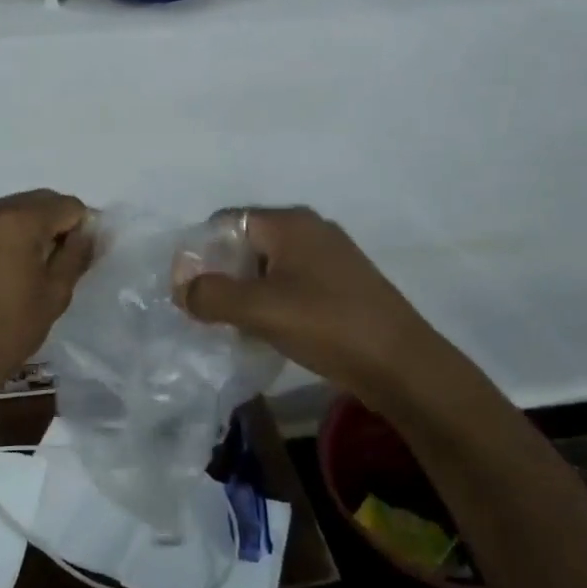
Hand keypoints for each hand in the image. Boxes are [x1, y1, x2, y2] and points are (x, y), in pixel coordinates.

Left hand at [0, 191, 94, 397]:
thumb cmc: (11, 329)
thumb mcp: (56, 292)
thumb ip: (77, 253)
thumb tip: (89, 230)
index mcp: (18, 220)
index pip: (65, 205)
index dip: (79, 226)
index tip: (77, 253)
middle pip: (33, 202)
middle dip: (48, 224)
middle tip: (50, 261)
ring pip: (3, 211)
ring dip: (17, 227)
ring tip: (16, 266)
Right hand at [177, 207, 466, 411]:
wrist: (404, 366)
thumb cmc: (328, 325)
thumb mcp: (260, 310)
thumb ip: (212, 295)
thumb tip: (182, 288)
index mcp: (290, 222)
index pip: (225, 221)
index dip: (199, 251)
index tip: (186, 288)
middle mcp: (309, 229)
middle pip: (246, 242)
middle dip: (221, 274)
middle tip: (205, 311)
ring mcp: (329, 257)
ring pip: (268, 266)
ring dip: (245, 292)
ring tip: (232, 326)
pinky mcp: (341, 284)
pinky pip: (291, 283)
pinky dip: (271, 301)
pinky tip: (267, 331)